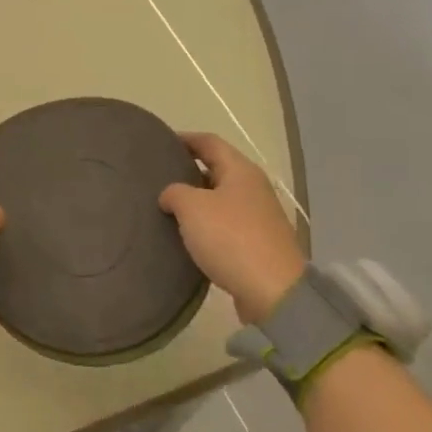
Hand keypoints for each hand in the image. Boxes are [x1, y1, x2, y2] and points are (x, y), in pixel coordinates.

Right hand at [158, 133, 304, 325]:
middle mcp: (252, 189)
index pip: (209, 142)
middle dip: (187, 171)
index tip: (160, 143)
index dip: (184, 139)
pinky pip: (225, 226)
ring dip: (195, 202)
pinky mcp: (257, 245)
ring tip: (166, 208)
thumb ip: (174, 192)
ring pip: (219, 200)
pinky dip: (205, 227)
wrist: (273, 293)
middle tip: (158, 178)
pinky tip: (186, 237)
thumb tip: (170, 195)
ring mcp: (258, 218)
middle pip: (216, 170)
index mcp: (240, 171)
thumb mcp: (191, 207)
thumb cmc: (231, 238)